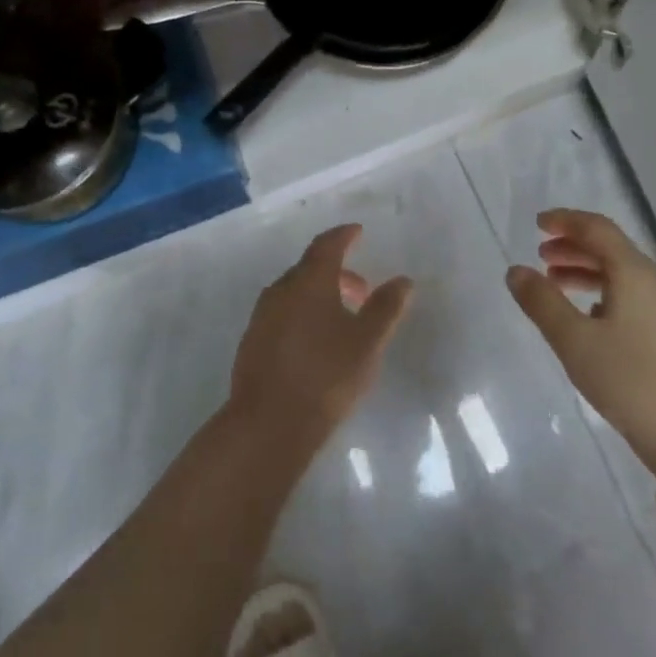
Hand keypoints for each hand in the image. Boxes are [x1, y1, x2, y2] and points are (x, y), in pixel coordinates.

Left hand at [228, 225, 413, 458]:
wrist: (268, 424)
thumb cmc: (325, 376)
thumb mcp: (367, 342)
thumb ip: (386, 308)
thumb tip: (403, 280)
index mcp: (308, 281)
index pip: (326, 245)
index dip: (344, 236)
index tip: (358, 232)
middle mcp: (280, 290)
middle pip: (310, 269)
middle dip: (338, 273)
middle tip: (362, 291)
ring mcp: (261, 316)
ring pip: (295, 293)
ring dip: (320, 295)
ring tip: (342, 320)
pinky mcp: (252, 342)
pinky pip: (282, 314)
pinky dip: (303, 314)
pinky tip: (315, 343)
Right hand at [506, 209, 655, 472]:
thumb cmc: (631, 383)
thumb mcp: (574, 342)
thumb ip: (542, 302)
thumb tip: (516, 271)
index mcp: (636, 273)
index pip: (598, 229)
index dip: (566, 221)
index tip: (538, 223)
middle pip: (613, 250)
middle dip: (574, 247)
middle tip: (541, 256)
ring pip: (625, 275)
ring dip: (588, 272)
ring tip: (557, 285)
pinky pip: (637, 297)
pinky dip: (607, 294)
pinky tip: (591, 319)